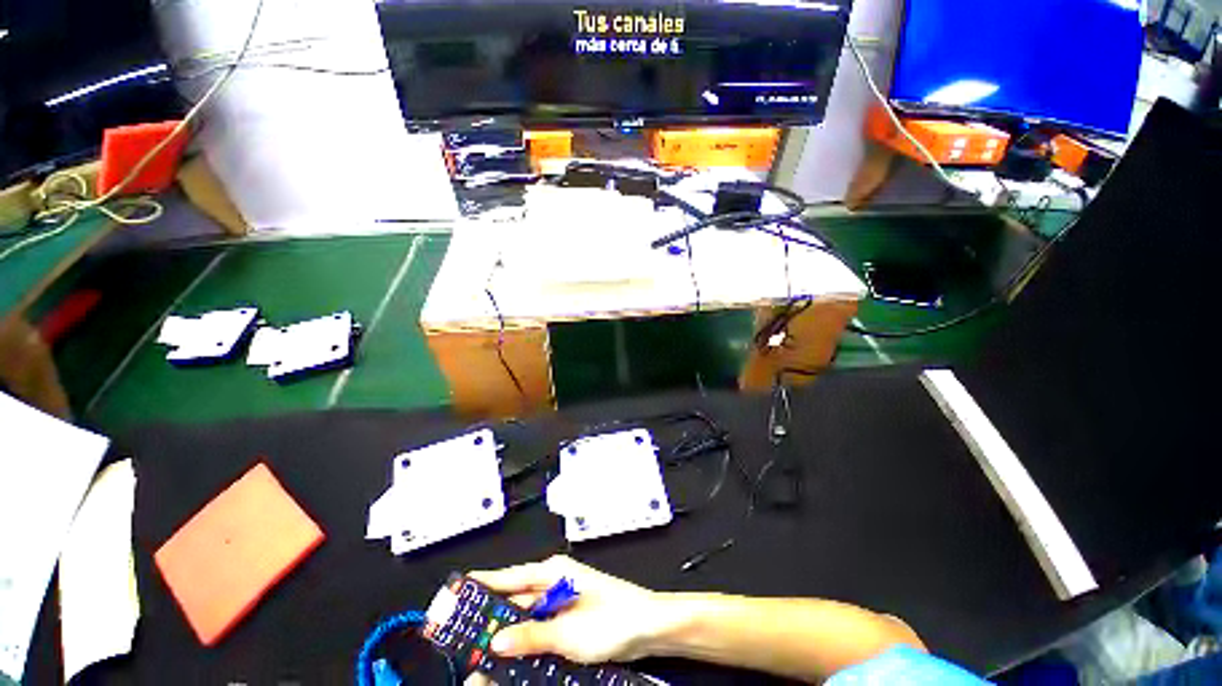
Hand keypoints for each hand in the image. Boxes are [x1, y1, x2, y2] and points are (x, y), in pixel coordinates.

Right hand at [460, 556, 667, 684]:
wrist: (647, 627)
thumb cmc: (612, 619)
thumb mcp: (566, 632)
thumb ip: (530, 636)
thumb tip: (497, 641)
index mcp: (552, 573)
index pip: (509, 577)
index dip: (482, 585)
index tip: (457, 593)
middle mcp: (554, 583)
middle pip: (514, 600)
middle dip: (490, 619)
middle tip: (462, 638)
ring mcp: (561, 602)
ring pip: (525, 619)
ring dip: (507, 636)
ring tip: (481, 656)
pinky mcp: (568, 620)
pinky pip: (539, 630)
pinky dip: (526, 643)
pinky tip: (513, 660)